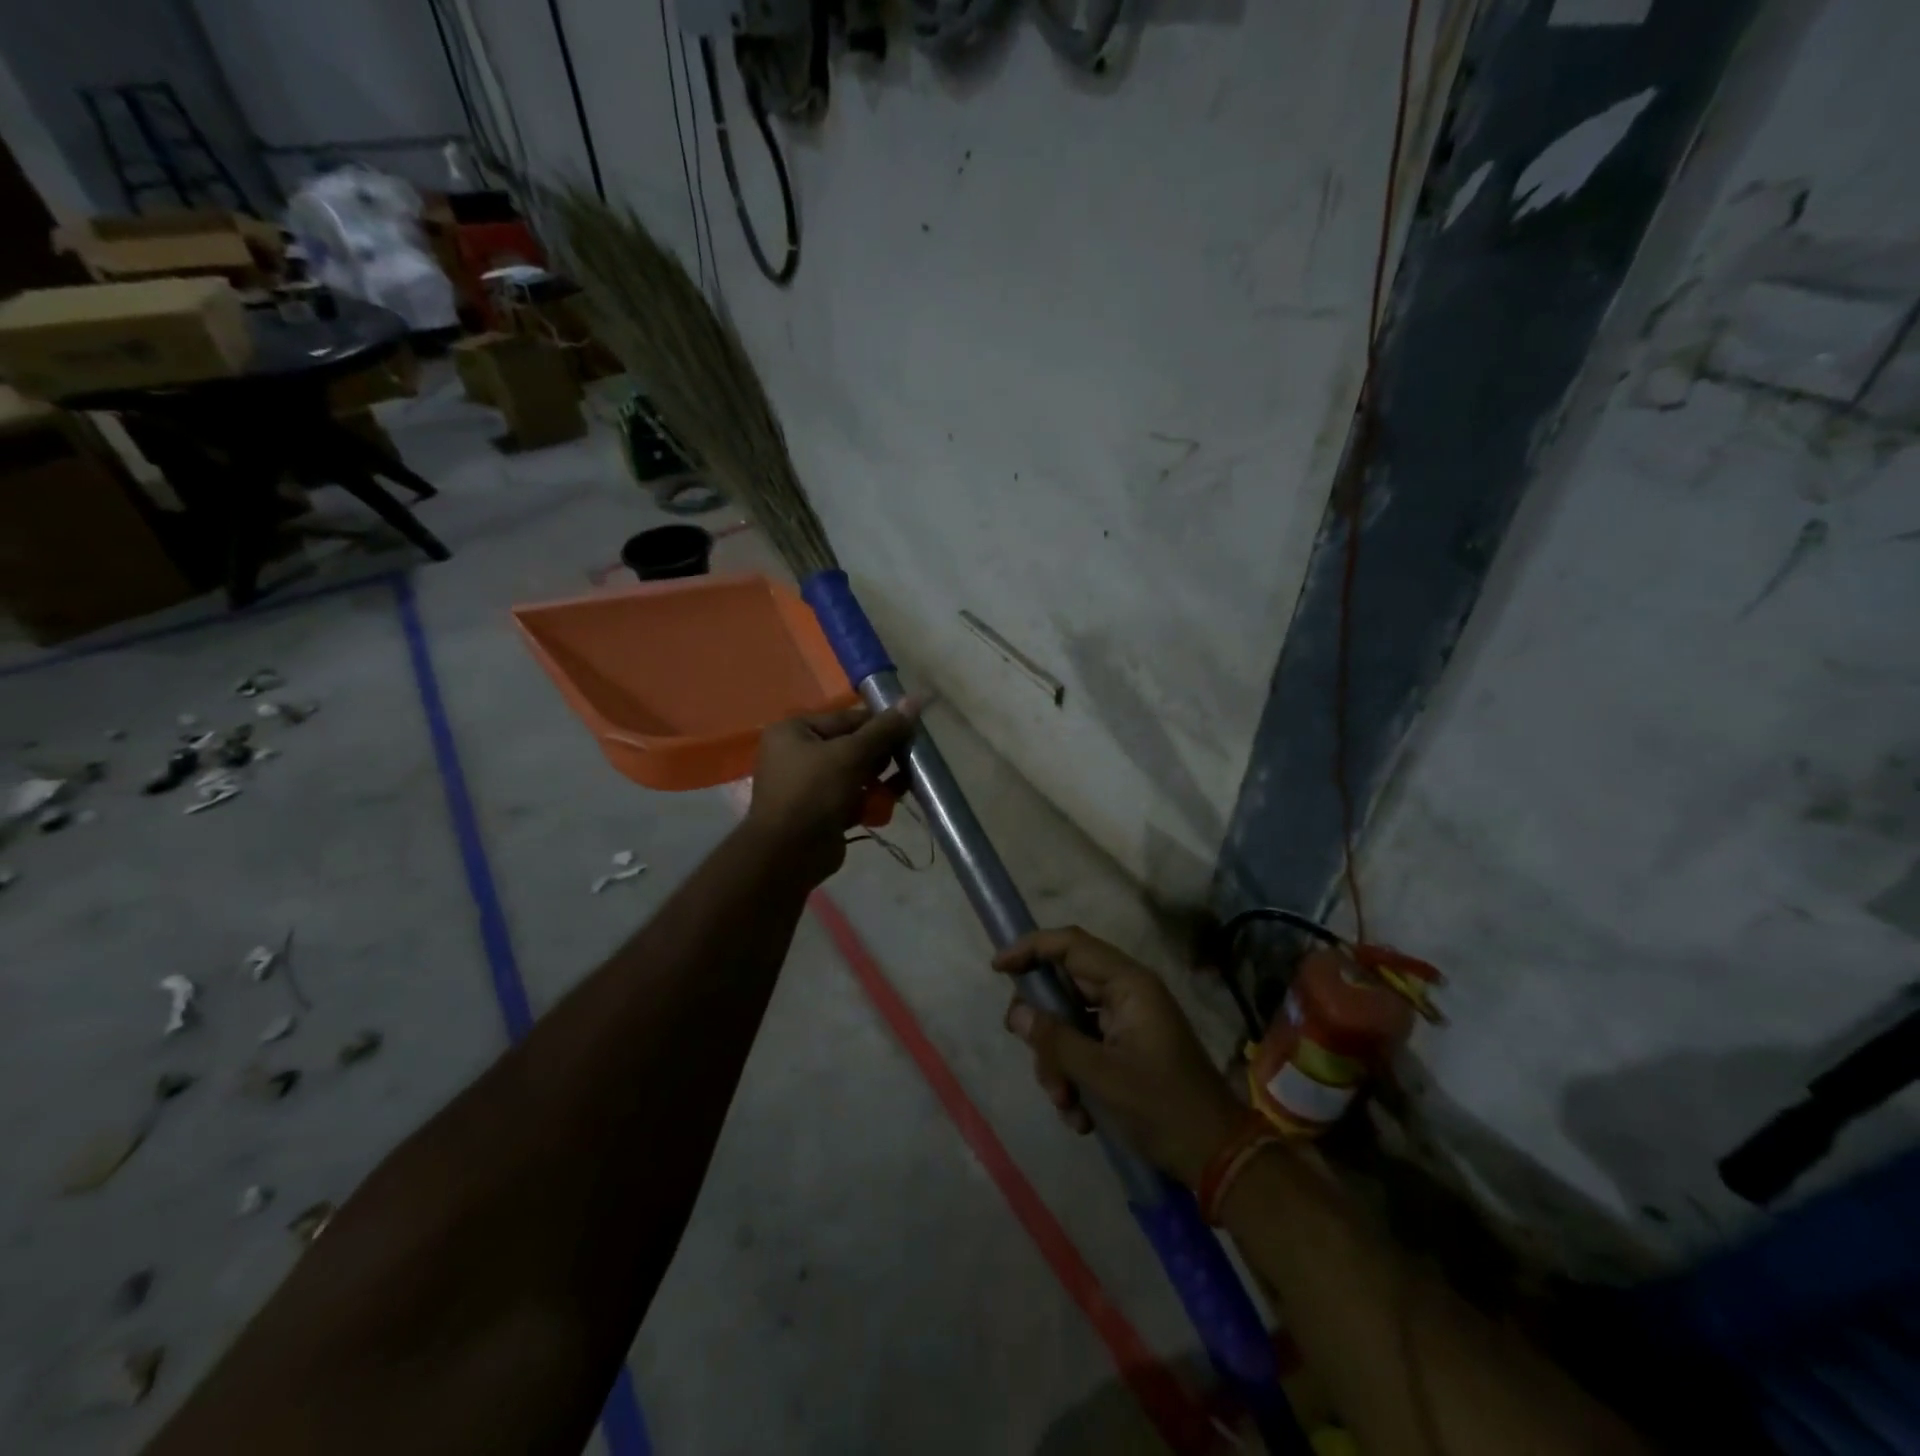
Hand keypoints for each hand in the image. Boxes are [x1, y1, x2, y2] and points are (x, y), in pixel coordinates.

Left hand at [744, 701, 918, 881]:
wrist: (789, 854)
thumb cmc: (814, 791)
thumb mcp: (851, 754)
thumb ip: (884, 729)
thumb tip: (915, 699)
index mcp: (795, 731)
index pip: (847, 718)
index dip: (881, 724)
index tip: (911, 732)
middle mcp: (797, 753)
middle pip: (852, 745)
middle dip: (882, 755)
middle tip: (908, 760)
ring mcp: (808, 784)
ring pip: (855, 773)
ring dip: (880, 779)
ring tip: (903, 784)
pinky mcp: (821, 811)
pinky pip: (852, 797)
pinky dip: (870, 799)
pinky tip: (888, 804)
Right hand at [997, 927, 1248, 1187]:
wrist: (1217, 1158)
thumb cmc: (1163, 1108)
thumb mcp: (1102, 1076)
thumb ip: (1055, 1040)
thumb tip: (1017, 1012)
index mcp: (1129, 985)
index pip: (1071, 945)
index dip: (1031, 948)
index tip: (998, 968)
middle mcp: (1127, 994)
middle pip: (1065, 990)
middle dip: (1046, 1031)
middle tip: (1035, 1060)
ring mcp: (1127, 1022)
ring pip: (1070, 1024)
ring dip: (1059, 1063)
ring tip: (1068, 1105)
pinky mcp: (1126, 1048)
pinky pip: (1084, 1047)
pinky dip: (1075, 1077)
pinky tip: (1082, 1115)